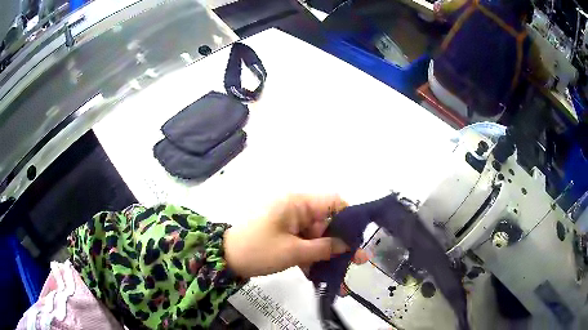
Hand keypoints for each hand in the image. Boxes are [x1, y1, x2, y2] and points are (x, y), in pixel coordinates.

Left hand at [224, 194, 361, 277]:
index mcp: (299, 204)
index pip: (333, 202)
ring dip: (328, 258)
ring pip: (317, 239)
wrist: (225, 259)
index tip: (359, 238)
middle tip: (358, 263)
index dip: (349, 218)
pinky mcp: (286, 238)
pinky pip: (305, 246)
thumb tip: (348, 246)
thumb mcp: (293, 252)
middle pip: (327, 224)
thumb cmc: (258, 250)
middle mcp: (297, 210)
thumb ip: (323, 248)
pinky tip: (323, 279)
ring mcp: (291, 225)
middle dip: (341, 245)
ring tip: (342, 281)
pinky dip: (312, 261)